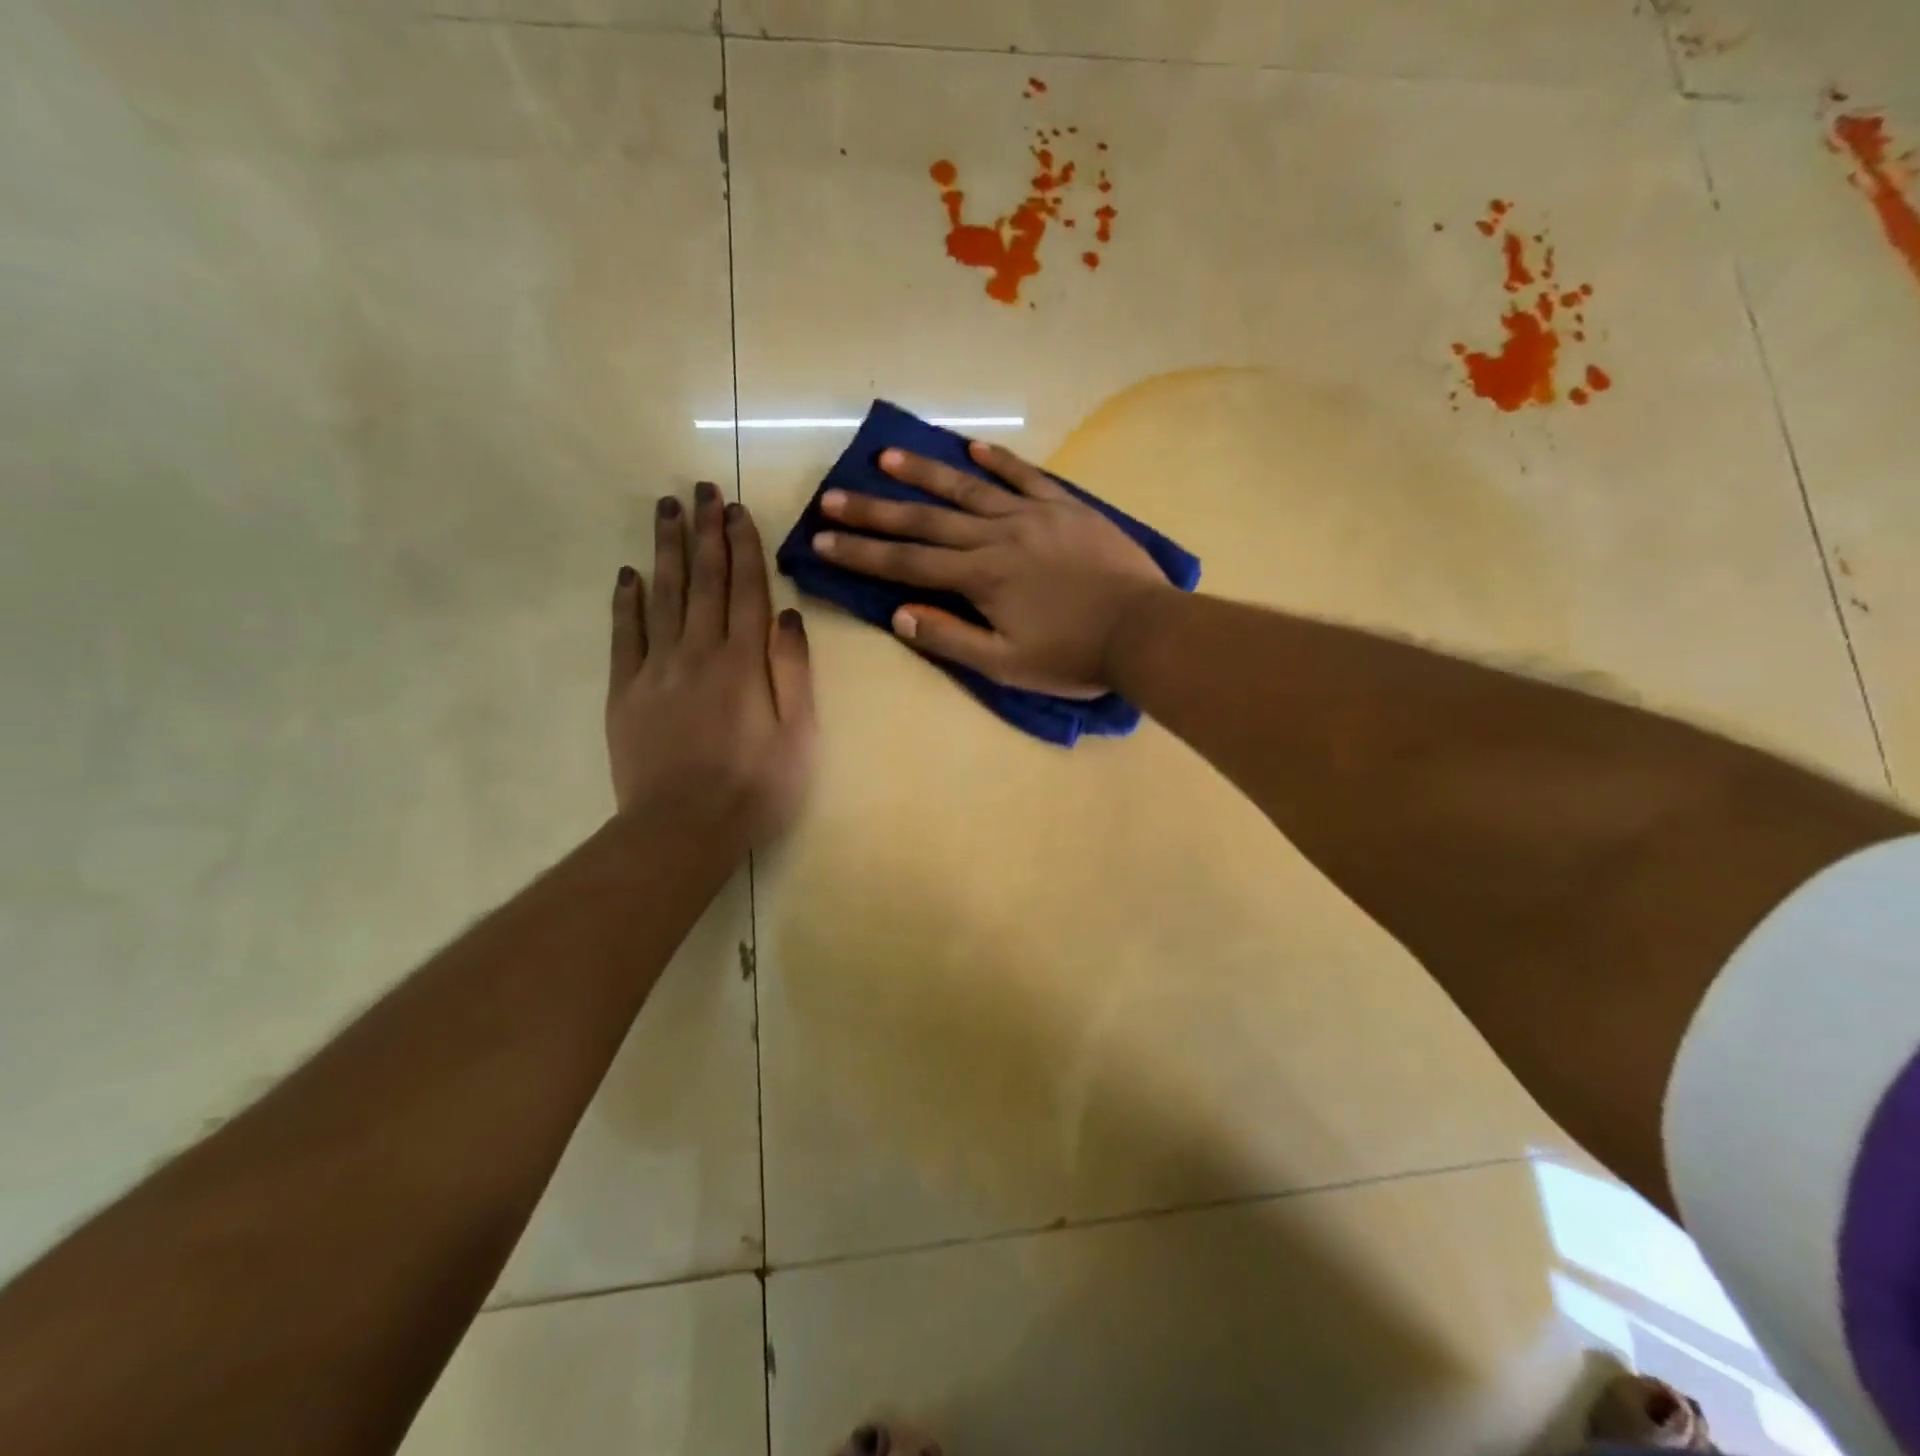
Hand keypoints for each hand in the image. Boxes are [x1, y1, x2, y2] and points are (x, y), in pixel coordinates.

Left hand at [607, 481, 815, 851]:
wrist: (683, 828)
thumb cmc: (756, 786)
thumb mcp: (799, 733)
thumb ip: (793, 670)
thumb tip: (787, 615)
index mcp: (744, 660)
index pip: (745, 588)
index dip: (742, 545)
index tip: (736, 508)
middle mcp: (699, 651)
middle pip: (703, 580)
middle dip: (704, 531)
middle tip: (700, 488)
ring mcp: (657, 669)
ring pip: (662, 596)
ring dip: (666, 550)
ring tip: (666, 509)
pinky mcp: (626, 691)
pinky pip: (625, 635)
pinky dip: (626, 601)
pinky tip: (628, 574)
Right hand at [812, 441, 1169, 695]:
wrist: (1143, 630)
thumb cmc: (1073, 657)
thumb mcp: (1006, 664)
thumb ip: (951, 638)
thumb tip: (899, 616)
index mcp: (980, 578)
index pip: (907, 564)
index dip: (861, 554)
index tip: (821, 540)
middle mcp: (997, 537)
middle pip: (926, 521)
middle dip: (875, 511)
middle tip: (833, 496)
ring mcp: (1033, 516)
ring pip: (968, 488)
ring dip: (925, 473)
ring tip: (887, 458)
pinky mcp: (1066, 507)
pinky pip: (1025, 475)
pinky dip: (997, 459)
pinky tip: (972, 444)